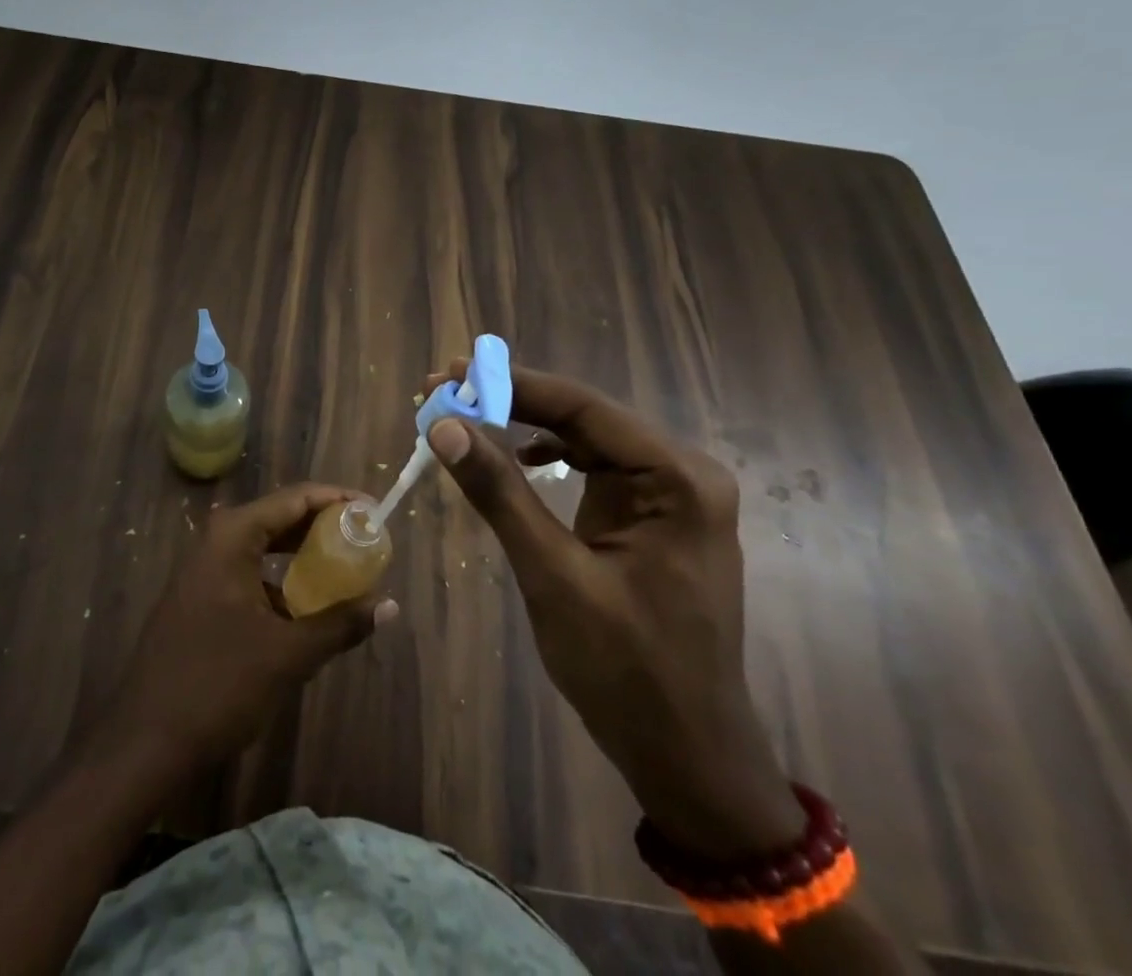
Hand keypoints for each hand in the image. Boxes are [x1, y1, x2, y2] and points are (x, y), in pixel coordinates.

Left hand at [100, 484, 398, 771]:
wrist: (145, 743)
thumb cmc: (218, 685)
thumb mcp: (288, 655)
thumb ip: (340, 624)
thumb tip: (388, 606)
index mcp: (232, 536)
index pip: (295, 499)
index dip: (338, 500)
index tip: (375, 513)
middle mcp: (216, 541)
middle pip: (280, 519)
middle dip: (324, 528)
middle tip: (367, 543)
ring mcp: (204, 570)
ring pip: (265, 549)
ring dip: (304, 558)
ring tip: (347, 573)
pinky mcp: (201, 599)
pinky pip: (251, 575)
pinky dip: (282, 584)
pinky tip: (308, 611)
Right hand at [425, 360, 802, 859]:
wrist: (688, 756)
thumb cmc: (627, 670)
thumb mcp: (553, 575)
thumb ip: (499, 493)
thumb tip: (443, 425)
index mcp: (678, 479)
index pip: (584, 407)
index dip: (512, 384)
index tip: (449, 374)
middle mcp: (682, 472)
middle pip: (585, 417)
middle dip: (513, 402)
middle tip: (446, 393)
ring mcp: (671, 494)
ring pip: (587, 438)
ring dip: (526, 426)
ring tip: (467, 418)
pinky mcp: (653, 515)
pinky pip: (596, 467)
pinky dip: (550, 457)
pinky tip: (520, 460)